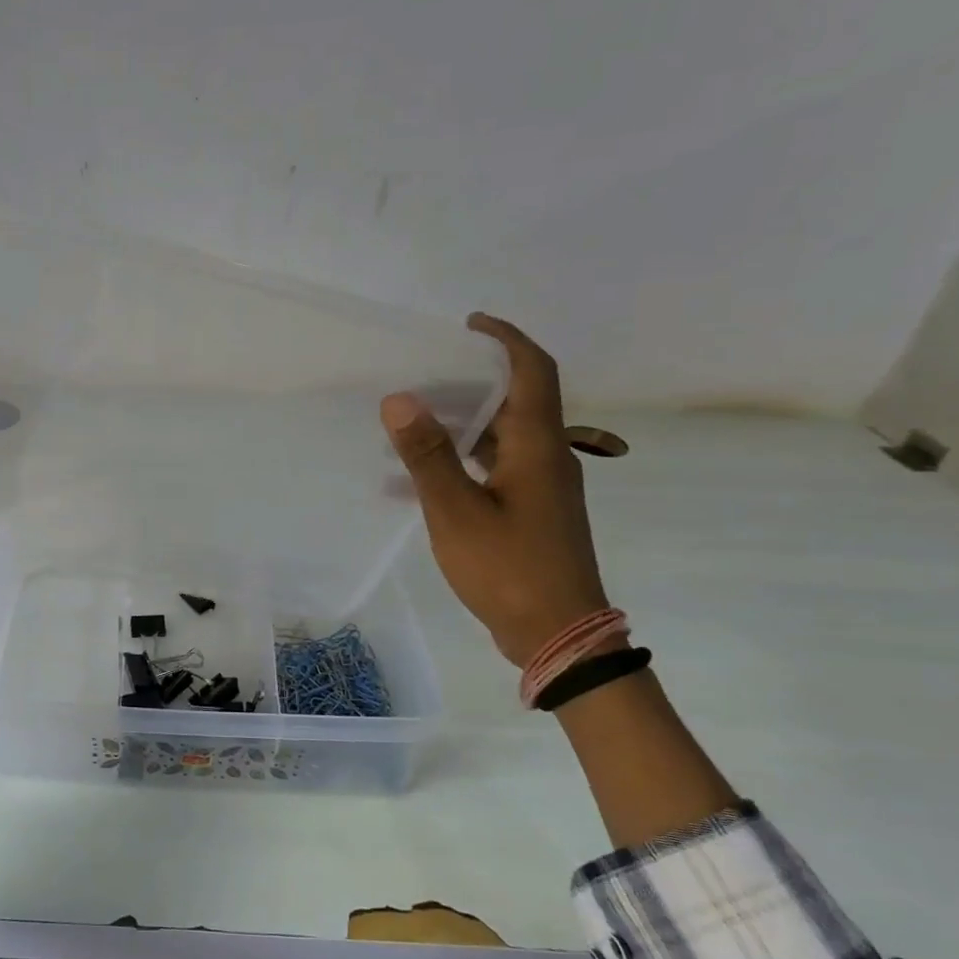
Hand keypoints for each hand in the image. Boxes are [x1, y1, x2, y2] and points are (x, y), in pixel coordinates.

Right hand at [381, 313, 609, 666]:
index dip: (505, 339)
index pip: (532, 371)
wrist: (558, 635)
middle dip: (474, 378)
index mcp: (537, 447)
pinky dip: (461, 462)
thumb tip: (400, 398)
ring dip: (463, 422)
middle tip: (426, 372)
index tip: (469, 324)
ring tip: (414, 421)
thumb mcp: (456, 511)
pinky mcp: (532, 512)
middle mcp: (547, 457)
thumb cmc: (509, 568)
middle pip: (517, 400)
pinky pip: (495, 469)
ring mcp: (542, 488)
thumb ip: (428, 455)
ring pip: (503, 437)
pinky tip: (418, 482)